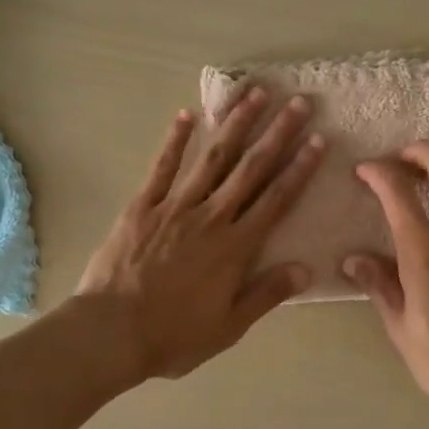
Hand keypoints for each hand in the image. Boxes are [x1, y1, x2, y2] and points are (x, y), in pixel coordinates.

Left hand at [76, 89, 324, 379]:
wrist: (110, 333)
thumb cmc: (174, 335)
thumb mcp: (229, 326)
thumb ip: (267, 294)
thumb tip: (306, 268)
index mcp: (235, 248)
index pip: (276, 200)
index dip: (299, 168)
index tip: (317, 140)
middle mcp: (211, 218)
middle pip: (250, 169)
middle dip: (277, 133)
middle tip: (297, 102)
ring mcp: (175, 207)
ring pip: (212, 158)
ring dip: (235, 124)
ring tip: (254, 94)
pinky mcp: (142, 206)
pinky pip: (162, 167)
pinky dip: (175, 140)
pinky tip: (187, 115)